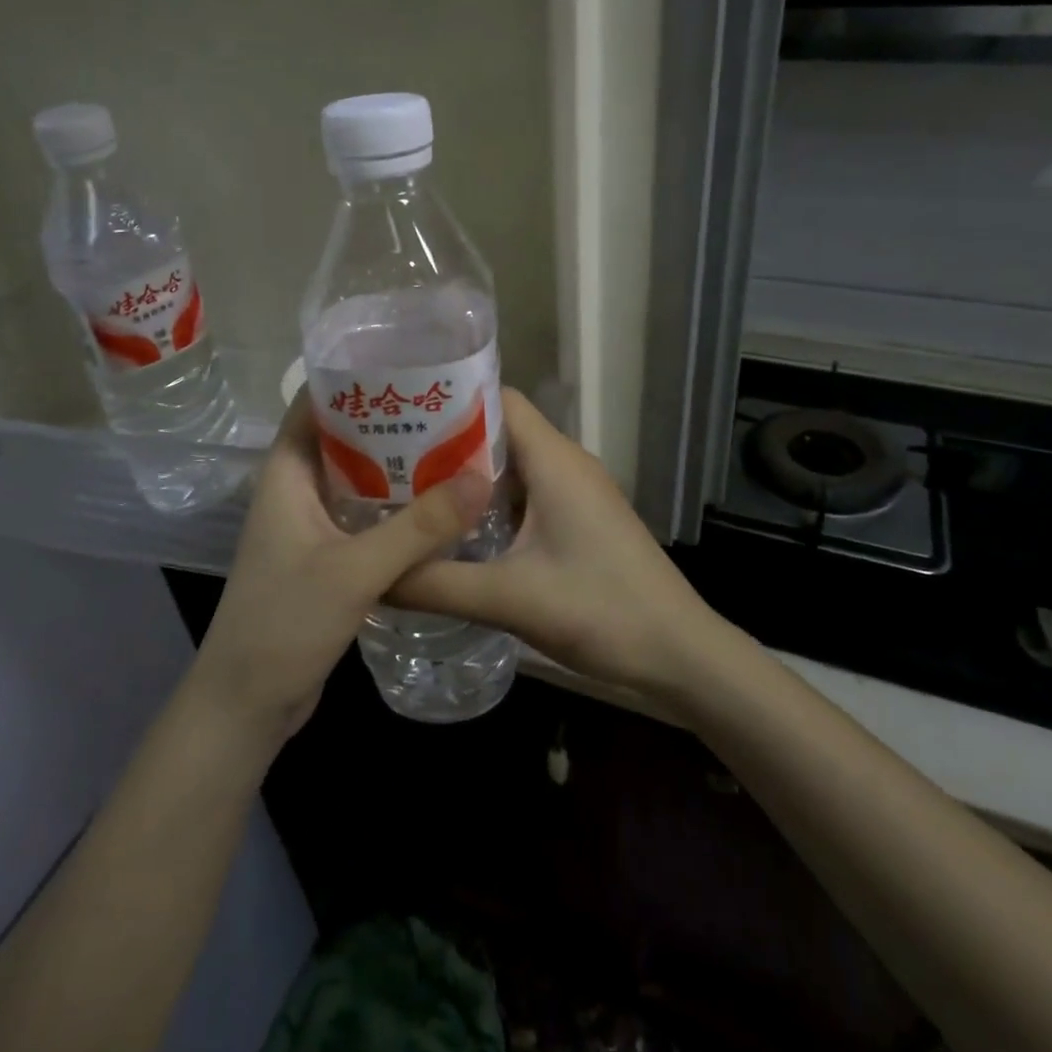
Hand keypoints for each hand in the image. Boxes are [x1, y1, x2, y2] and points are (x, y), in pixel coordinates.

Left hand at [190, 393, 492, 745]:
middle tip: (448, 407)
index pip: (314, 404)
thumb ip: (418, 527)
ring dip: (397, 465)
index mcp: (287, 474)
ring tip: (454, 446)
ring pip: (358, 479)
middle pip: (343, 438)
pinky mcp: (326, 557)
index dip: (354, 379)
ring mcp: (310, 526)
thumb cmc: (284, 623)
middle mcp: (297, 491)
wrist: (246, 704)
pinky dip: (396, 506)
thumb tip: (480, 477)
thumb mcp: (354, 570)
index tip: (407, 364)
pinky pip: (365, 517)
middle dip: (389, 421)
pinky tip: (438, 506)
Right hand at [388, 389, 717, 699]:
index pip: (496, 398)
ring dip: (464, 476)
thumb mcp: (510, 599)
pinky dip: (488, 503)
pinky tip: (453, 530)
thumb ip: (436, 584)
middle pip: (497, 429)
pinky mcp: (578, 518)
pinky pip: (525, 493)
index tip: (399, 416)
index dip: (448, 401)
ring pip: (510, 464)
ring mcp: (575, 491)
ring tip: (407, 492)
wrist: (679, 653)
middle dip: (444, 441)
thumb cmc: (603, 612)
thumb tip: (372, 575)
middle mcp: (565, 462)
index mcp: (554, 459)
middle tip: (386, 461)